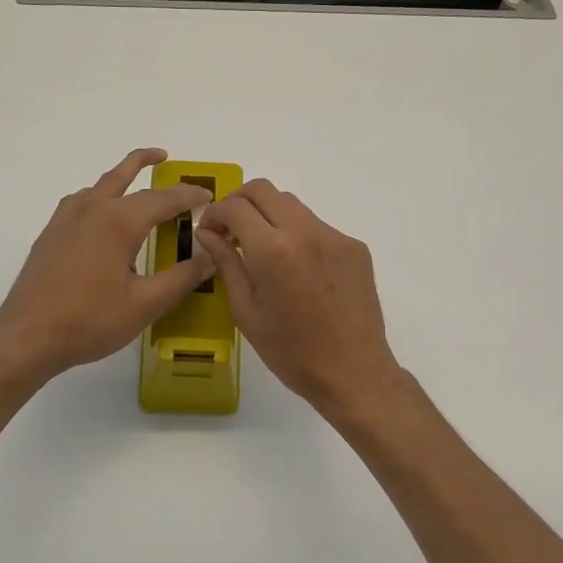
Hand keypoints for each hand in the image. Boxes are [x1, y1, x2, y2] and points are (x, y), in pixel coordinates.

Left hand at [0, 149, 215, 382]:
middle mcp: (91, 210)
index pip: (163, 198)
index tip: (208, 196)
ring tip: (135, 187)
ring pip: (97, 187)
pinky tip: (100, 220)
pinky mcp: (50, 235)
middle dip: (144, 161)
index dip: (188, 196)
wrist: (27, 336)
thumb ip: (181, 278)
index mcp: (118, 221)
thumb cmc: (90, 320)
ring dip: (119, 180)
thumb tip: (210, 257)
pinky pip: (79, 203)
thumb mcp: (145, 304)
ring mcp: (65, 220)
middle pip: (122, 175)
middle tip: (164, 156)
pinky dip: (97, 198)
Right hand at [197, 180, 402, 418]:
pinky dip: (297, 234)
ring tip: (262, 248)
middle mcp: (305, 232)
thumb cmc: (291, 352)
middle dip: (239, 202)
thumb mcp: (246, 312)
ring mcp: (334, 236)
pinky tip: (297, 268)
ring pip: (292, 204)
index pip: (235, 207)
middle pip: (264, 189)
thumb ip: (227, 264)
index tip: (209, 232)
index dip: (214, 214)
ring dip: (269, 215)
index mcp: (273, 250)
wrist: (354, 372)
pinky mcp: (354, 246)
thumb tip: (208, 234)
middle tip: (230, 229)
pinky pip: (317, 226)